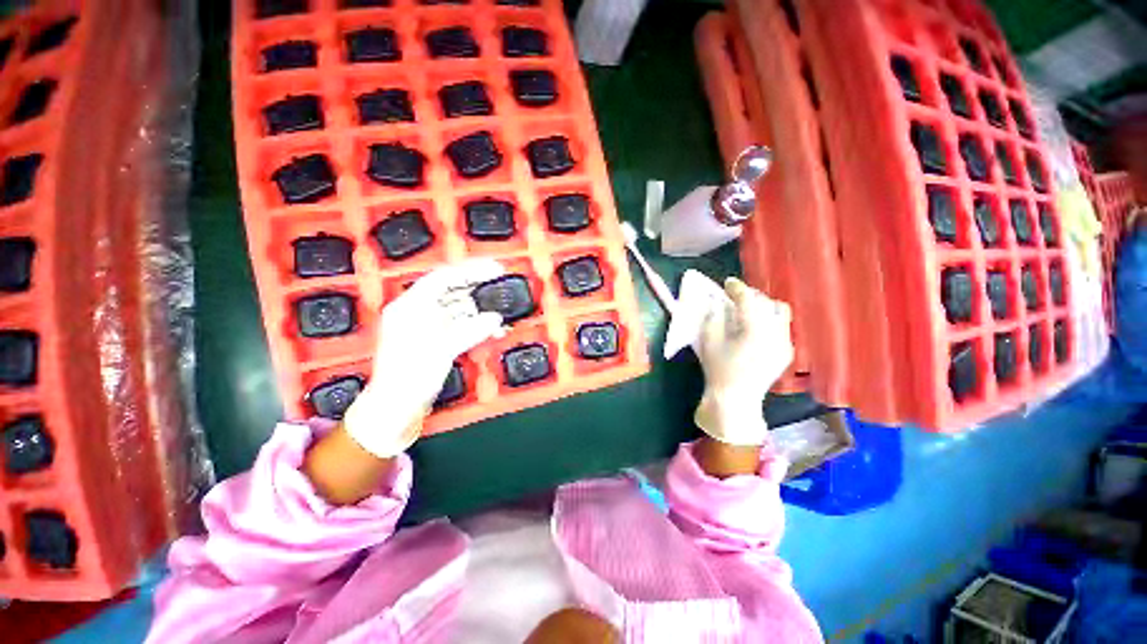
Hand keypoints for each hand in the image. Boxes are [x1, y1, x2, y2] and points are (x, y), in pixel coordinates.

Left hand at [344, 259, 505, 457]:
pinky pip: (462, 324)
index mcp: (410, 306)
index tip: (494, 269)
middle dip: (478, 287)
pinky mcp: (437, 338)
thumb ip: (470, 331)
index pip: (443, 278)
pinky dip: (477, 325)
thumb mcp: (441, 350)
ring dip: (481, 309)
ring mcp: (428, 325)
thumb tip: (495, 319)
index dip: (470, 270)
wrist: (397, 405)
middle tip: (502, 283)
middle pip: (452, 290)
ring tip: (501, 311)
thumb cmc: (409, 377)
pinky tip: (493, 329)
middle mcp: (418, 311)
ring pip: (460, 308)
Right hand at [694, 277, 793, 445]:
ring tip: (747, 311)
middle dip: (751, 296)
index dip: (737, 288)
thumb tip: (719, 304)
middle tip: (735, 297)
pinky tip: (754, 329)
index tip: (727, 283)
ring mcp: (784, 344)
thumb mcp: (709, 341)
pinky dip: (768, 321)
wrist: (735, 400)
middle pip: (768, 303)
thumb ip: (714, 318)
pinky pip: (781, 328)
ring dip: (763, 307)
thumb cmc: (718, 370)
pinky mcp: (786, 353)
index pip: (749, 300)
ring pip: (780, 314)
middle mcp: (775, 334)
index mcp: (754, 331)